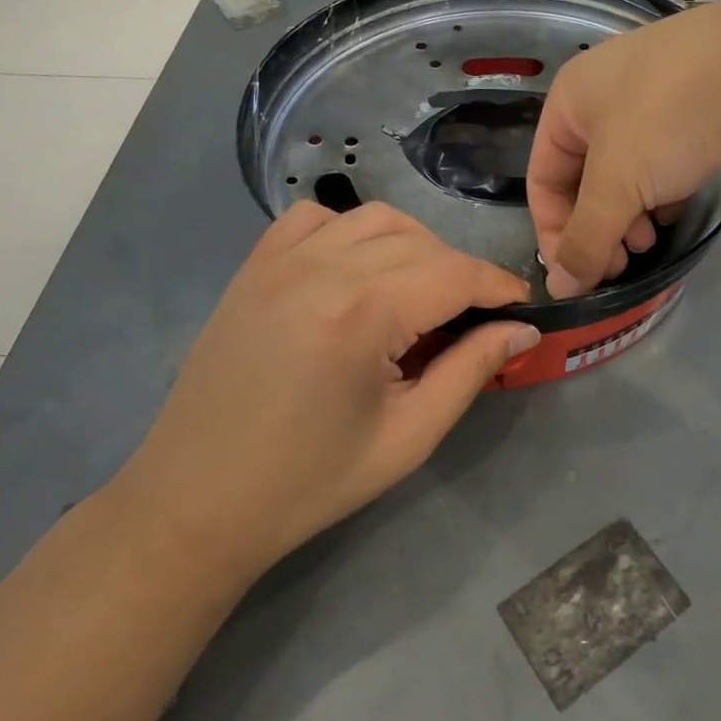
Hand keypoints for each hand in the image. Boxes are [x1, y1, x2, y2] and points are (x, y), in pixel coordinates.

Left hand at [114, 201, 538, 580]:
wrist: (198, 501)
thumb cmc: (310, 481)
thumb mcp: (408, 436)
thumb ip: (470, 370)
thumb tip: (522, 330)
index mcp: (361, 314)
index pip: (454, 273)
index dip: (497, 285)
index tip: (523, 305)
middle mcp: (320, 269)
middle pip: (420, 243)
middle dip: (461, 272)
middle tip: (475, 316)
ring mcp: (279, 261)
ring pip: (373, 219)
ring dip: (414, 244)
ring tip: (422, 291)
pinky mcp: (253, 268)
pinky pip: (314, 218)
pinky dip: (351, 230)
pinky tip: (357, 269)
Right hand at [528, 0, 720, 296]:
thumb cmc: (671, 116)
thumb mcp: (618, 183)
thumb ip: (586, 239)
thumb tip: (560, 289)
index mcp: (569, 101)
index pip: (542, 180)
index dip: (554, 233)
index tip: (580, 277)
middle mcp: (602, 96)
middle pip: (584, 180)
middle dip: (598, 227)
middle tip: (622, 264)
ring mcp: (651, 98)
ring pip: (625, 174)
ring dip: (630, 215)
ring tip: (651, 240)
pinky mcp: (693, 108)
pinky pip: (660, 161)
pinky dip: (661, 193)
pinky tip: (677, 211)